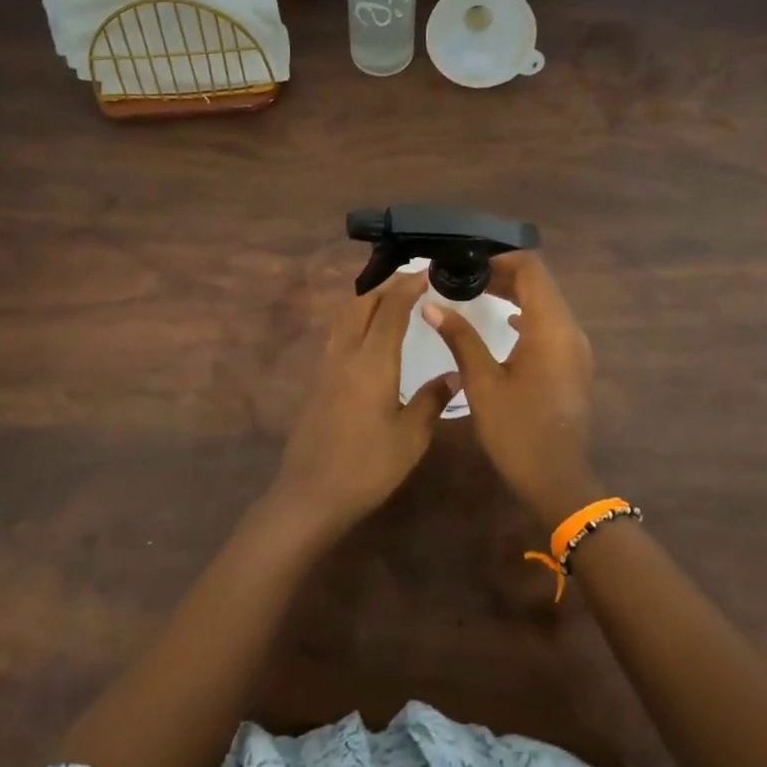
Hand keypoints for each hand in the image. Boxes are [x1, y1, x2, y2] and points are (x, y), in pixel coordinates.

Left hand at [272, 270, 458, 537]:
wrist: (311, 494)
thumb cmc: (367, 466)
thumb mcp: (411, 437)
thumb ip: (432, 400)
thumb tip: (455, 372)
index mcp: (373, 362)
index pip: (391, 309)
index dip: (408, 286)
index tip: (427, 272)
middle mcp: (346, 355)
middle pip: (361, 304)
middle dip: (385, 286)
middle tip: (410, 280)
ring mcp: (326, 368)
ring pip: (344, 318)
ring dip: (366, 300)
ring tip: (389, 299)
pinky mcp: (317, 383)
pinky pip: (337, 336)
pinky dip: (355, 320)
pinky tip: (367, 336)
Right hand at [423, 252, 600, 525]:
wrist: (557, 480)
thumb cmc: (517, 430)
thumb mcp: (482, 382)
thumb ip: (460, 338)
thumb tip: (432, 305)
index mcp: (550, 327)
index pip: (531, 269)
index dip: (500, 257)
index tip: (467, 260)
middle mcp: (569, 330)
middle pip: (540, 284)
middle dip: (504, 274)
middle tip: (465, 275)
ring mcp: (575, 348)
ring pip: (547, 304)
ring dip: (515, 294)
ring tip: (477, 293)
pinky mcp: (573, 364)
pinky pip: (551, 325)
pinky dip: (527, 316)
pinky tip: (504, 322)